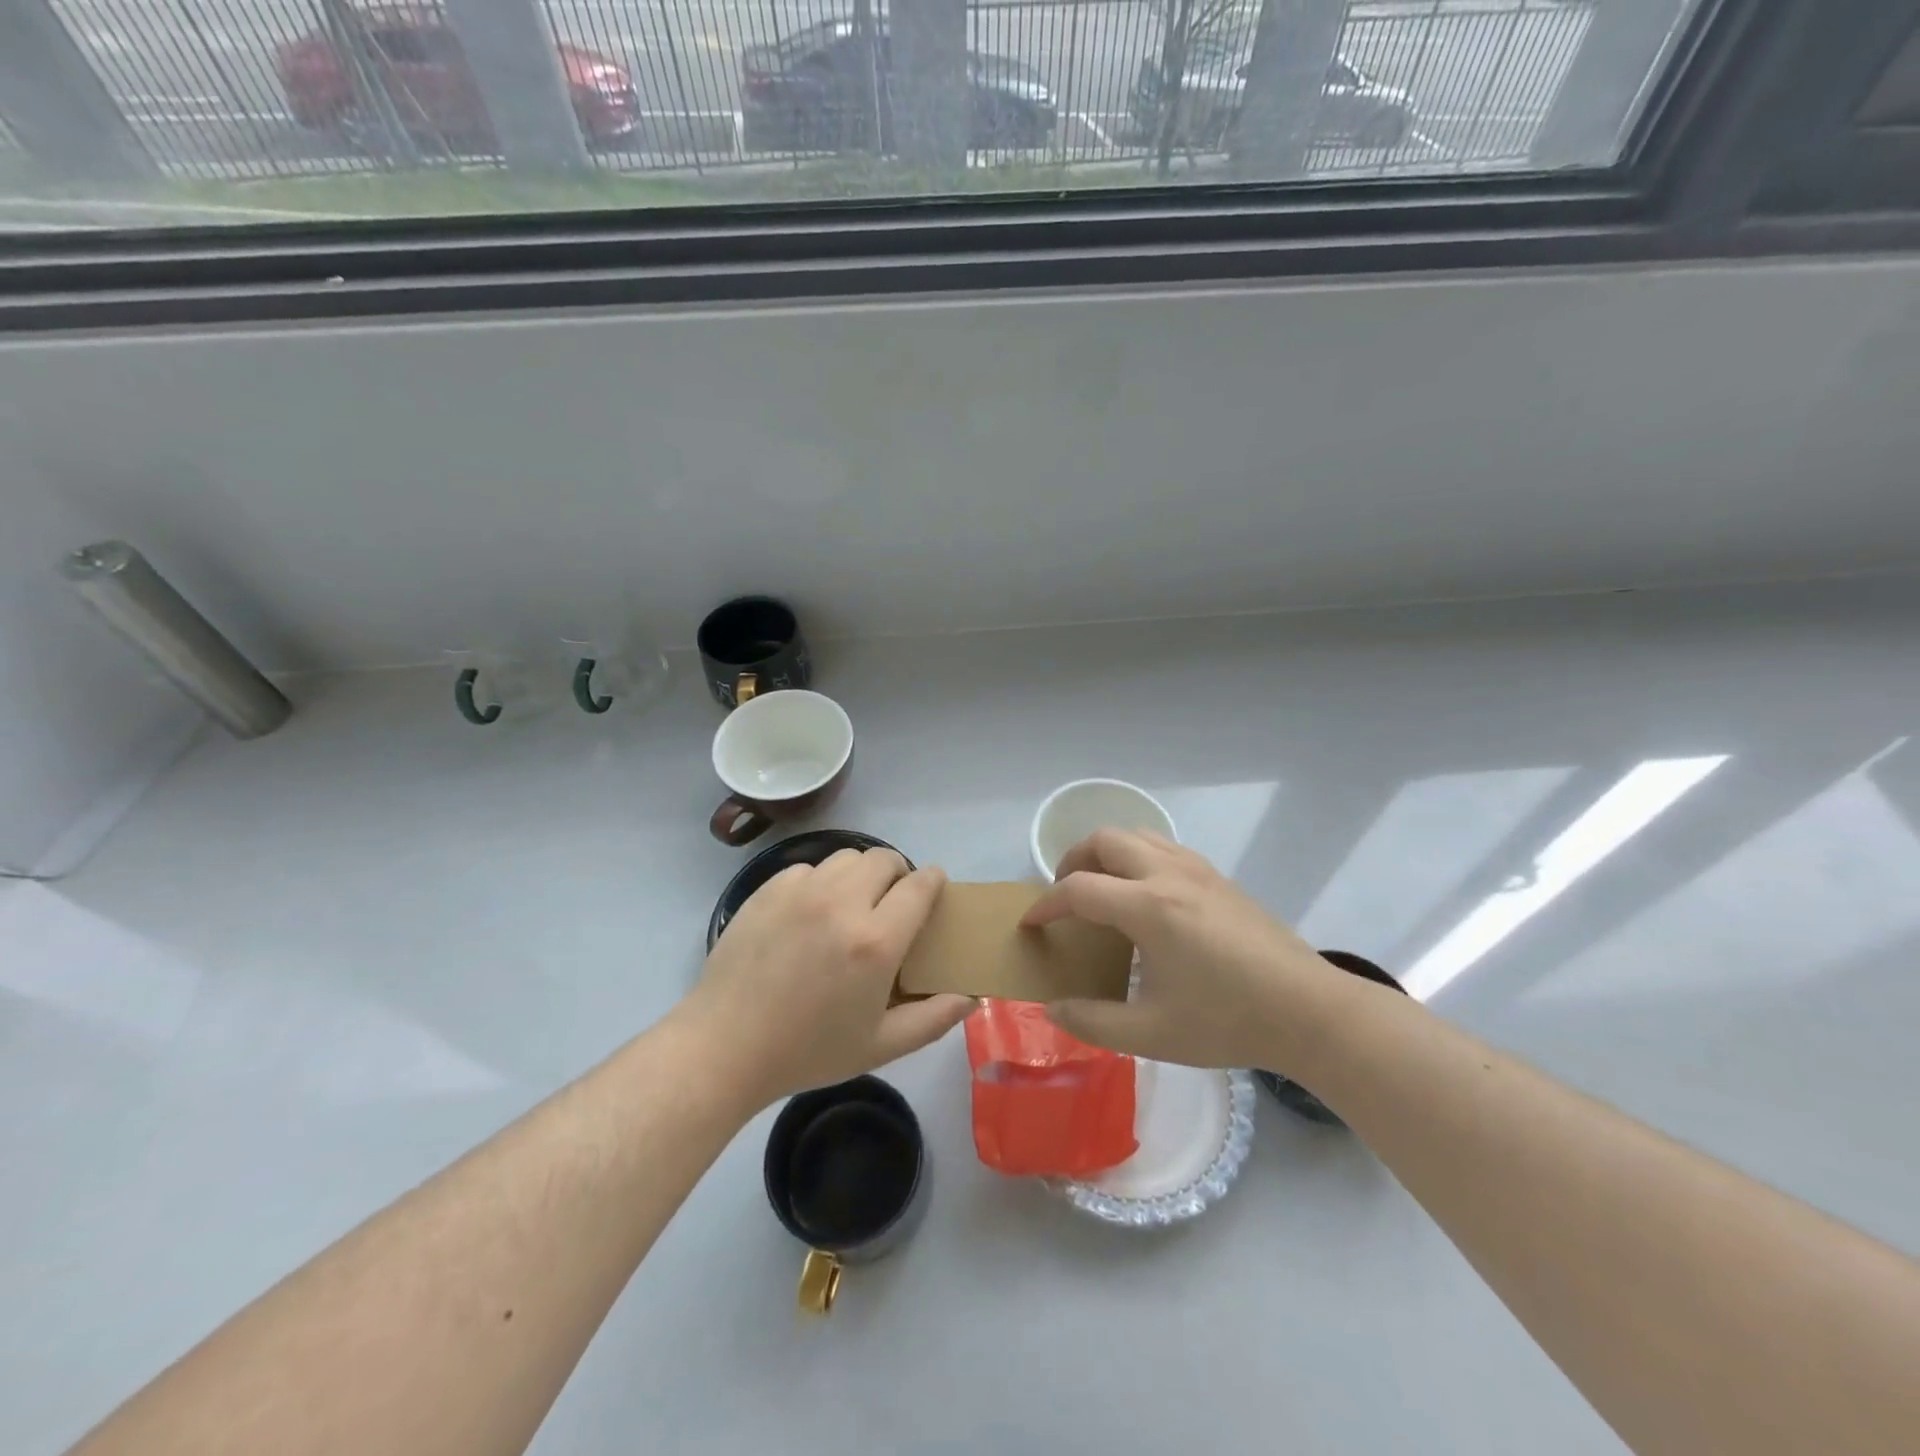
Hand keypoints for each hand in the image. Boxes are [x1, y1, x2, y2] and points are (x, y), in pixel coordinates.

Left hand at [684, 847, 973, 1104]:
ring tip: (851, 904)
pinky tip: (810, 914)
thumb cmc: (808, 1051)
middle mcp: (842, 902)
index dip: (933, 880)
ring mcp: (801, 891)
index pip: (920, 885)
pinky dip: (820, 882)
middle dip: (897, 874)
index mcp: (876, 940)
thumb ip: (933, 1019)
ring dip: (859, 874)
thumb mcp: (880, 1046)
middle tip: (890, 903)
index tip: (934, 888)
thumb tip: (971, 996)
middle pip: (884, 859)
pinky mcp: (768, 889)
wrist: (725, 1046)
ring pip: (846, 857)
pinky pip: (808, 868)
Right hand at [1022, 830, 1350, 1073]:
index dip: (1045, 904)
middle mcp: (1168, 874)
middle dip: (1073, 861)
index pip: (1078, 889)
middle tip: (1065, 896)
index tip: (1031, 924)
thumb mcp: (1152, 1034)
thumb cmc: (1227, 1021)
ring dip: (1107, 853)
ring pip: (1137, 834)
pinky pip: (1164, 846)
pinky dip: (1137, 856)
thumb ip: (1093, 1021)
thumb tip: (1053, 1009)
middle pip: (1105, 840)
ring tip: (1101, 888)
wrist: (1308, 1011)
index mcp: (1148, 908)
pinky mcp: (1219, 877)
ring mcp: (1198, 870)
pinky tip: (1146, 896)